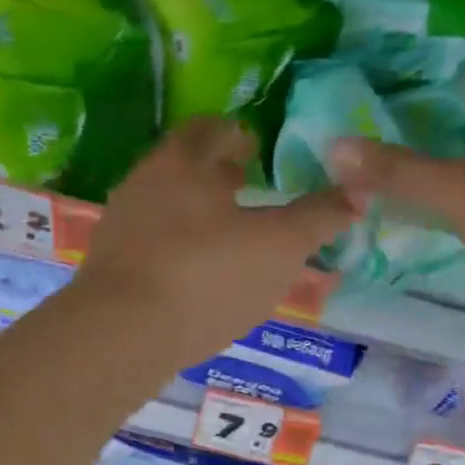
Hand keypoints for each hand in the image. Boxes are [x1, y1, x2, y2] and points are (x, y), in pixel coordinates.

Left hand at [74, 117, 357, 363]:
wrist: (122, 333)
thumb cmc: (208, 275)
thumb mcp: (280, 247)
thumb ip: (318, 218)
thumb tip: (356, 192)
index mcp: (183, 163)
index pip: (209, 130)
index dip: (234, 134)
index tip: (253, 146)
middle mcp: (144, 184)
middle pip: (182, 168)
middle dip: (214, 174)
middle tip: (244, 185)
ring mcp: (120, 227)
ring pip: (164, 207)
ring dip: (194, 213)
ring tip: (226, 234)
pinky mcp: (108, 268)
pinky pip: (150, 245)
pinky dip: (175, 249)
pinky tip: (195, 276)